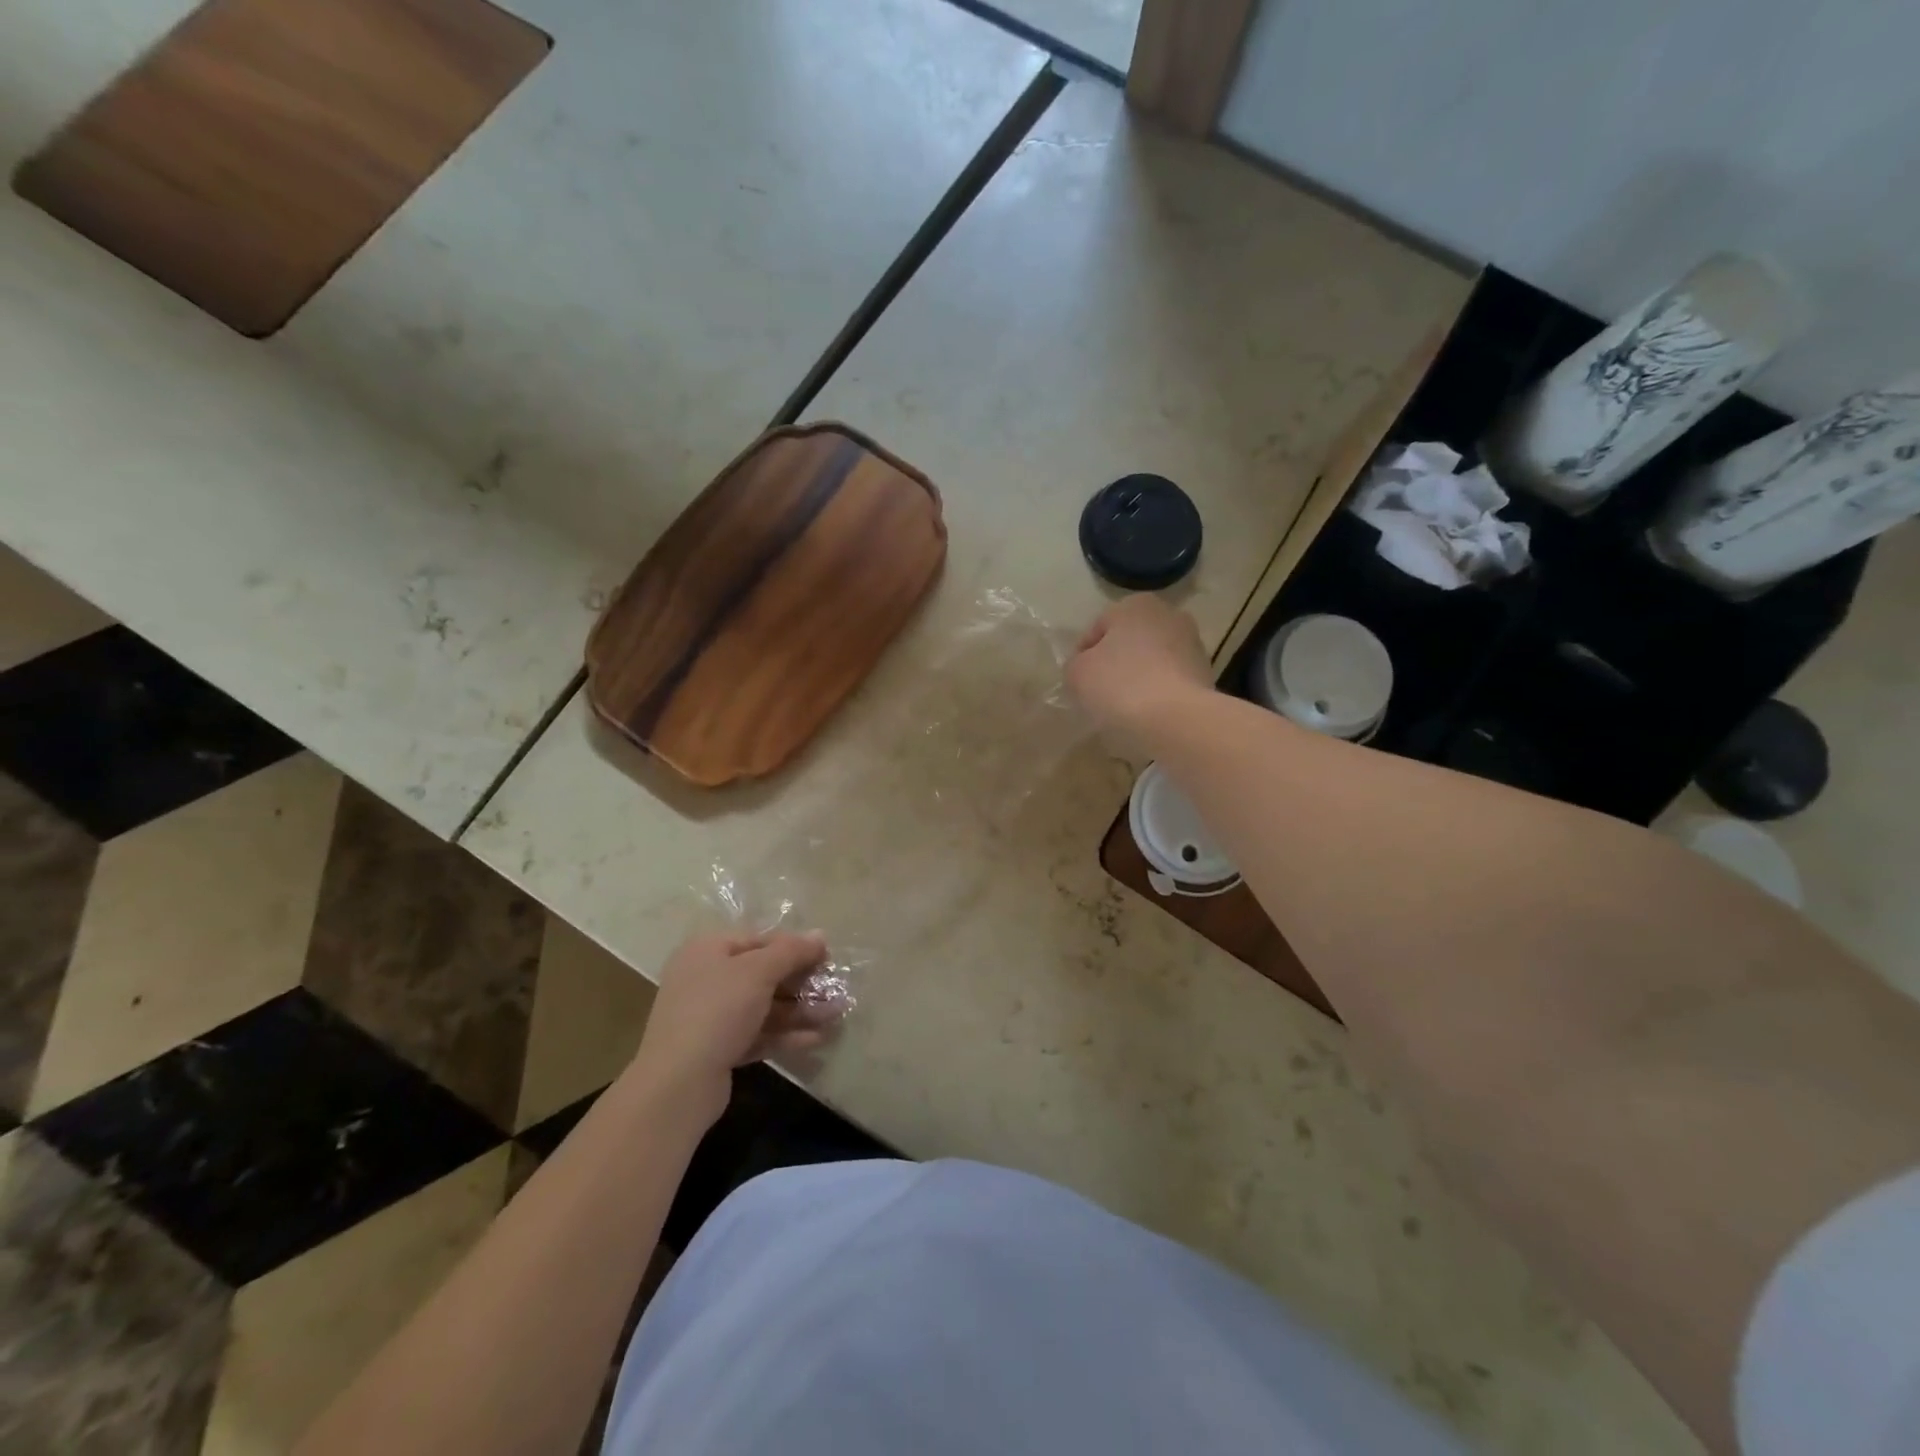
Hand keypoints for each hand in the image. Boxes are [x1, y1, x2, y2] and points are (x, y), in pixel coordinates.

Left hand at [630, 932, 841, 1120]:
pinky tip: (815, 1039)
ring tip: (836, 1016)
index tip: (827, 958)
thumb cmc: (717, 1011)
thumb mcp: (758, 972)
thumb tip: (820, 935)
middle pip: (763, 974)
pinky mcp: (717, 1049)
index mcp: (708, 950)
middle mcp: (706, 978)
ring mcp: (710, 1016)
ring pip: (763, 1006)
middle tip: (835, 990)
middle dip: (802, 983)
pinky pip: (757, 1034)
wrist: (677, 1084)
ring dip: (800, 1010)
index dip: (794, 947)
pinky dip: (785, 1034)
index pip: (759, 939)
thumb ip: (791, 951)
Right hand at [1066, 594, 1214, 745]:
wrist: (1177, 719)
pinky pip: (1170, 682)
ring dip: (1138, 679)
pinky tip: (1148, 715)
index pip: (1096, 630)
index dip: (1082, 658)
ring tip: (1124, 709)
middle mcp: (1168, 615)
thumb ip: (1075, 664)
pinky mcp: (1206, 674)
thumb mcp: (1077, 673)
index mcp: (1135, 605)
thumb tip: (1085, 668)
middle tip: (1099, 695)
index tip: (1078, 684)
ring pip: (1151, 662)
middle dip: (1114, 665)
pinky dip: (1158, 694)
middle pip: (1128, 643)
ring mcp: (1192, 644)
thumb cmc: (1120, 685)